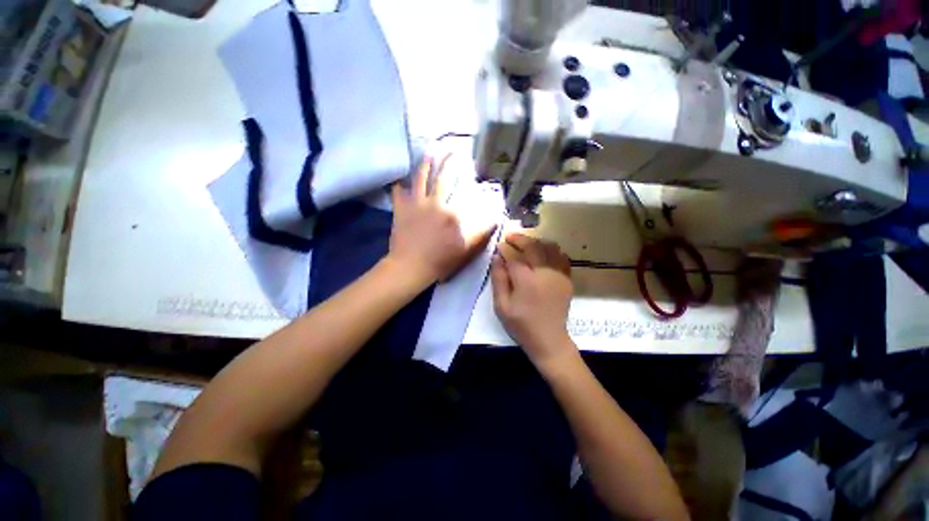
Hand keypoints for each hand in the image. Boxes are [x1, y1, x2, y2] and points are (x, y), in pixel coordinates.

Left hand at [388, 154, 496, 285]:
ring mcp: (416, 204)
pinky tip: (400, 180)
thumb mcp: (467, 249)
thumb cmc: (441, 261)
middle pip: (443, 178)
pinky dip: (399, 186)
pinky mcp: (401, 209)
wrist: (411, 267)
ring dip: (426, 164)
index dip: (469, 180)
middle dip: (449, 161)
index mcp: (452, 213)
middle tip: (453, 149)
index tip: (477, 172)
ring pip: (421, 178)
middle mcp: (435, 203)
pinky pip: (398, 193)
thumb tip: (495, 217)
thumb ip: (481, 232)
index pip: (465, 193)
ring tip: (430, 151)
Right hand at [490, 233, 574, 365]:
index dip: (504, 248)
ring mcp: (558, 274)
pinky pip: (561, 256)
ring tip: (525, 244)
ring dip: (535, 241)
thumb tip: (497, 257)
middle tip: (509, 237)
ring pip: (549, 247)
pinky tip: (542, 253)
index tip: (498, 245)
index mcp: (526, 281)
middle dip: (519, 238)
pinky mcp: (567, 278)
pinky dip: (551, 250)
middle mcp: (544, 273)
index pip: (513, 256)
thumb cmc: (521, 324)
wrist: (549, 339)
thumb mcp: (501, 306)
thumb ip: (498, 279)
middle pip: (533, 246)